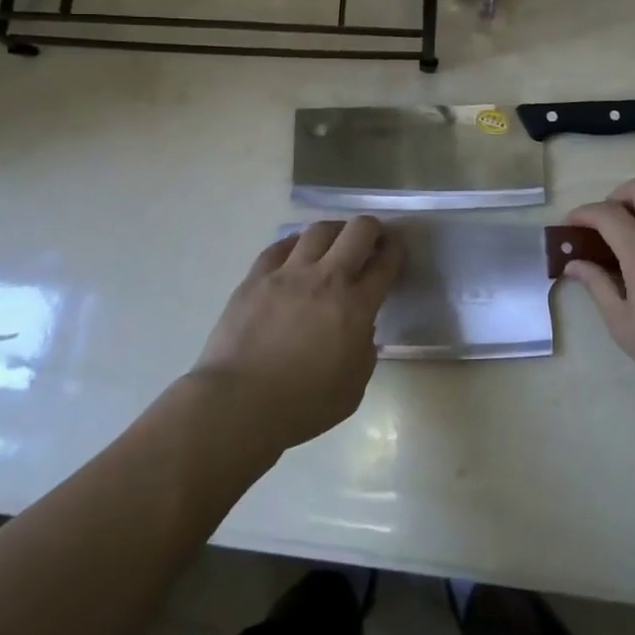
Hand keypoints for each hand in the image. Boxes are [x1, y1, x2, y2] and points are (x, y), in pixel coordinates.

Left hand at [191, 218, 400, 451]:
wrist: (239, 404)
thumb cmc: (302, 406)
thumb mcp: (353, 388)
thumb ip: (364, 351)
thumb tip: (360, 330)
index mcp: (356, 306)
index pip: (385, 264)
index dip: (395, 251)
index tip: (395, 250)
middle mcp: (326, 278)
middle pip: (358, 231)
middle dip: (372, 229)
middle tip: (370, 241)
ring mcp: (288, 273)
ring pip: (319, 230)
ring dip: (334, 232)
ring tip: (334, 243)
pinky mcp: (256, 276)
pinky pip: (280, 246)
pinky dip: (295, 245)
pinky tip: (296, 254)